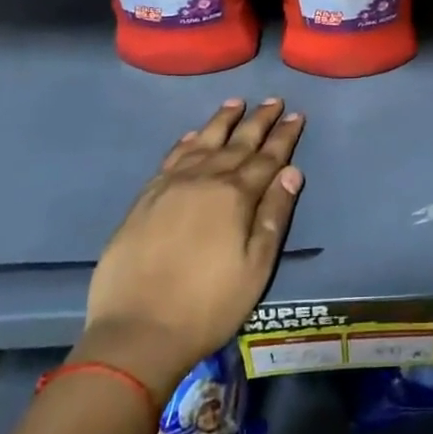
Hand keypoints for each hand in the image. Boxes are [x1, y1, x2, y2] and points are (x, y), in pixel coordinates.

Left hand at [72, 98, 304, 398]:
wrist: (136, 333)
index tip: (296, 114)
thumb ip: (274, 215)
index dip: (284, 136)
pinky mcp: (145, 199)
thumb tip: (292, 172)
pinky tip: (192, 135)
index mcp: (236, 196)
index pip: (267, 157)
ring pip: (203, 142)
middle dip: (258, 120)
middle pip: (238, 142)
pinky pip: (171, 158)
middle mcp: (205, 180)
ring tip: (235, 103)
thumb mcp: (256, 267)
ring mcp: (171, 186)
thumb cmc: (208, 305)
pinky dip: (186, 142)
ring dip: (222, 121)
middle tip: (273, 100)